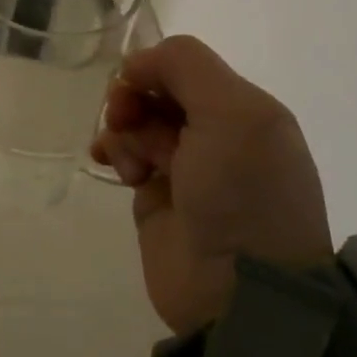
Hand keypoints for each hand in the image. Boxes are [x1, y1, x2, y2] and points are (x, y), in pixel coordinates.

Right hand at [91, 35, 332, 334]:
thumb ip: (186, 67)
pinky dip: (113, 151)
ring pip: (135, 120)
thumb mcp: (234, 114)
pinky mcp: (156, 195)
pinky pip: (124, 153)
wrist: (238, 291)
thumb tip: (135, 64)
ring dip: (123, 130)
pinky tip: (112, 166)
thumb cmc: (242, 194)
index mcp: (244, 109)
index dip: (152, 69)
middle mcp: (216, 132)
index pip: (183, 65)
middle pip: (154, 90)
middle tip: (125, 121)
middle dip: (133, 100)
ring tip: (132, 164)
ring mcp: (184, 165)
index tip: (135, 87)